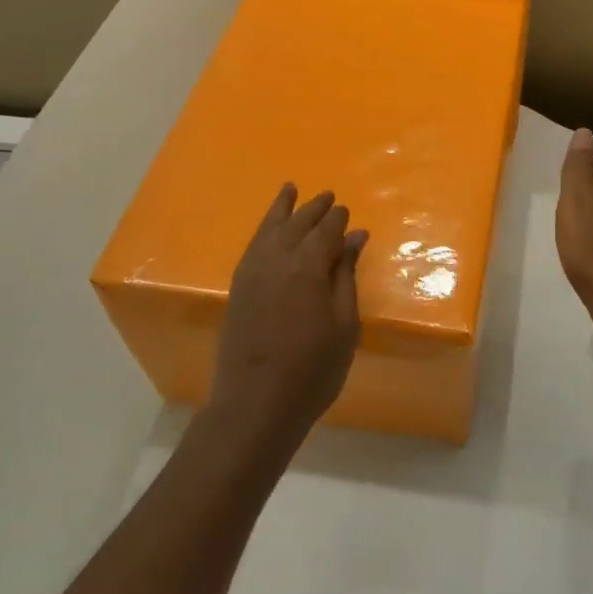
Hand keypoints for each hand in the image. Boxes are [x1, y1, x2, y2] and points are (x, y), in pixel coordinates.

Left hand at [207, 184, 367, 453]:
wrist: (256, 403)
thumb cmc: (313, 369)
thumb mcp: (344, 324)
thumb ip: (346, 276)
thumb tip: (354, 237)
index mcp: (307, 266)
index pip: (325, 231)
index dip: (337, 219)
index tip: (346, 212)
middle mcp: (276, 259)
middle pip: (297, 223)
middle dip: (313, 208)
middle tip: (327, 196)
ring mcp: (252, 271)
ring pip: (269, 228)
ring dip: (282, 209)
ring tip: (291, 190)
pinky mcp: (238, 286)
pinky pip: (252, 244)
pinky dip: (263, 229)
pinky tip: (269, 228)